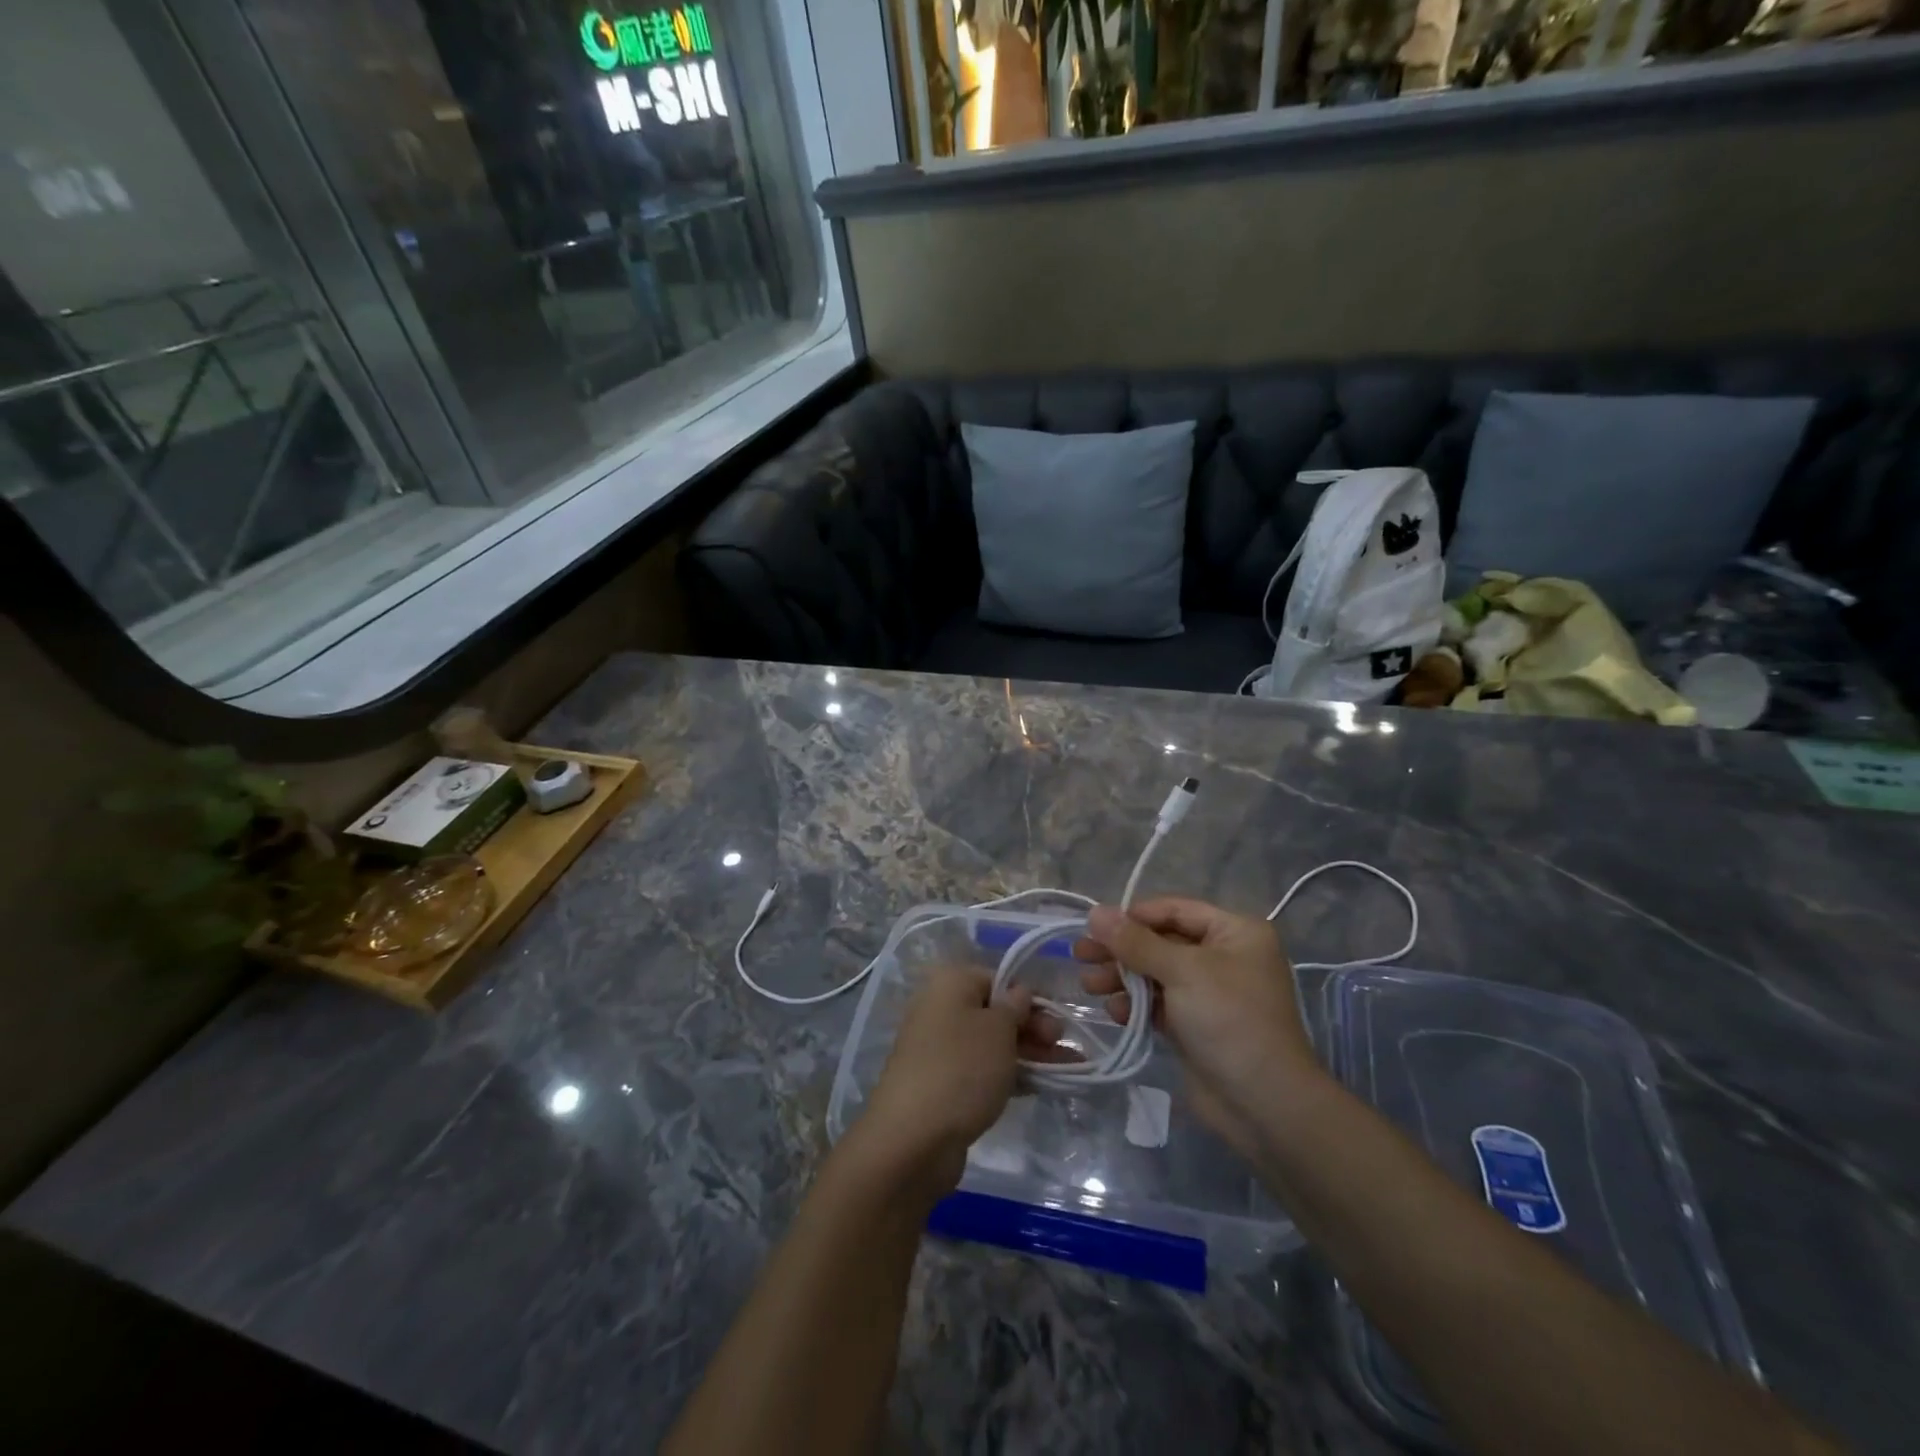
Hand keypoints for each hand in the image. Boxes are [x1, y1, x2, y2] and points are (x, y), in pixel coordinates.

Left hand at [854, 965, 1057, 1195]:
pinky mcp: (941, 1084)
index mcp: (949, 984)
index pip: (996, 979)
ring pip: (991, 1044)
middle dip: (1032, 1027)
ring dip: (1028, 1053)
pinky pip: (981, 1071)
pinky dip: (1009, 1075)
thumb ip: (1015, 1007)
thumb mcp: (998, 1030)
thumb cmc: (961, 1068)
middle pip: (994, 1012)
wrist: (912, 1138)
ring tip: (1067, 1069)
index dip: (1029, 997)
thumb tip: (1019, 993)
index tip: (1057, 1018)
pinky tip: (1039, 1087)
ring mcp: (938, 1049)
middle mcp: (940, 1010)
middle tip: (1063, 1045)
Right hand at [1074, 898, 1321, 1159]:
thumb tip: (1095, 912)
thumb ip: (1136, 942)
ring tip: (1089, 985)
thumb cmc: (1229, 1020)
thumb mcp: (1182, 972)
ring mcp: (1210, 993)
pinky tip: (1113, 1012)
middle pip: (1161, 942)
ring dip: (1122, 978)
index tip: (1095, 926)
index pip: (1175, 910)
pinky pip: (1159, 1003)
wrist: (1265, 1104)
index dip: (1134, 916)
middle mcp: (1224, 956)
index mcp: (1235, 932)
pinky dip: (1136, 1004)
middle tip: (1080, 955)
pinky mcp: (1196, 1025)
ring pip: (1156, 973)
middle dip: (1121, 950)